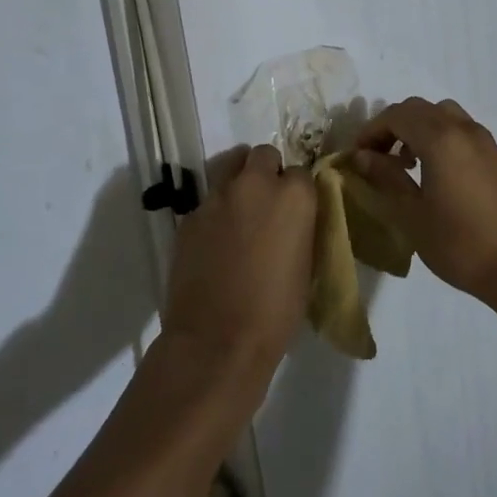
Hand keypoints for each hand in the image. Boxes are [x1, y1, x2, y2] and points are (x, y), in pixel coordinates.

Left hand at [162, 145, 316, 384]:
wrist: (218, 340)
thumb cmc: (276, 311)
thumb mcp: (306, 265)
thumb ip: (301, 229)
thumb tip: (294, 221)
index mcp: (294, 196)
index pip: (302, 171)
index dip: (298, 190)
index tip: (296, 210)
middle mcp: (255, 185)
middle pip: (262, 155)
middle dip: (266, 171)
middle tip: (267, 202)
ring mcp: (216, 198)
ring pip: (229, 168)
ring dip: (238, 182)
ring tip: (240, 212)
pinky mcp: (189, 216)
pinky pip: (207, 201)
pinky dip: (215, 212)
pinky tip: (216, 241)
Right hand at [350, 97, 496, 300]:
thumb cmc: (457, 244)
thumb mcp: (411, 213)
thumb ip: (386, 177)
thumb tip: (362, 156)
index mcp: (441, 140)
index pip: (397, 115)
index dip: (372, 130)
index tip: (357, 155)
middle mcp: (465, 130)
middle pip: (420, 108)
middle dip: (393, 125)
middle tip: (377, 157)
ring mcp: (486, 142)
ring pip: (444, 115)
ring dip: (419, 128)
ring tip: (407, 163)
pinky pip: (463, 131)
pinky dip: (441, 137)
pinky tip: (436, 173)